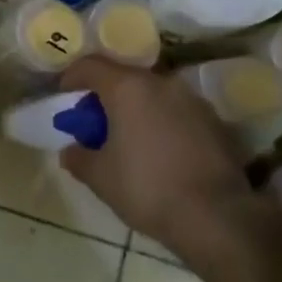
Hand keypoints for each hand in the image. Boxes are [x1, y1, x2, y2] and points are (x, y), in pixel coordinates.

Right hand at [58, 57, 256, 255]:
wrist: (216, 216)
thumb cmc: (147, 188)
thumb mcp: (100, 177)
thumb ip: (79, 158)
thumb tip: (70, 151)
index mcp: (128, 88)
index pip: (92, 65)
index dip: (73, 77)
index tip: (65, 94)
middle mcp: (162, 83)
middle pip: (125, 78)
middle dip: (106, 96)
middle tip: (95, 123)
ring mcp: (193, 100)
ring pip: (154, 94)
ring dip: (137, 109)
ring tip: (129, 139)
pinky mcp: (215, 121)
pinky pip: (178, 112)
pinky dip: (162, 122)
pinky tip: (160, 151)